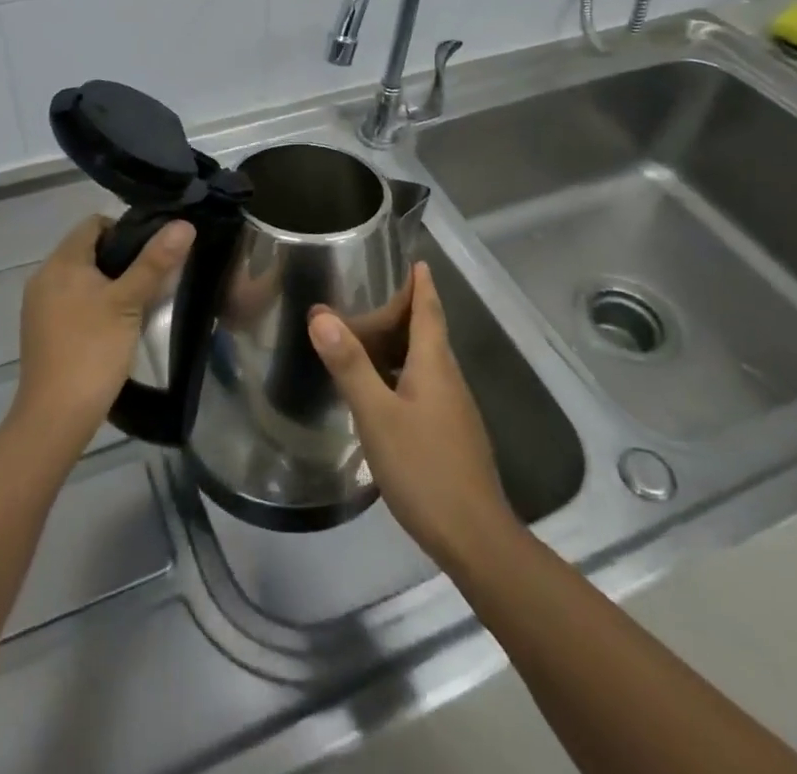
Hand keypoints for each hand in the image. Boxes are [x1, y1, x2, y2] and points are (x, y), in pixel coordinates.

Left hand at [11, 215, 193, 455]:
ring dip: (111, 283)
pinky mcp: (43, 332)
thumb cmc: (92, 351)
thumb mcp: (129, 302)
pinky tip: (117, 326)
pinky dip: (95, 304)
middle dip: (122, 259)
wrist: (55, 418)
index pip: (94, 224)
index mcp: (61, 263)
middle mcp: (44, 277)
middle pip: (88, 250)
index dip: (126, 229)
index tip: (153, 252)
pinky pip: (73, 301)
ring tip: (141, 302)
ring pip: (82, 278)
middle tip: (154, 278)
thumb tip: (183, 224)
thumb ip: (155, 262)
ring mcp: (40, 307)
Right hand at [308, 262, 516, 566]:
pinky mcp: (451, 435)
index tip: (414, 259)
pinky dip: (402, 373)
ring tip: (368, 335)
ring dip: (402, 342)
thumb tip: (321, 315)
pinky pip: (425, 387)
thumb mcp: (377, 415)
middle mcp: (449, 379)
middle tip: (371, 293)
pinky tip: (381, 390)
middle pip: (429, 332)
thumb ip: (350, 366)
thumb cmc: (425, 468)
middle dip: (406, 309)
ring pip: (426, 362)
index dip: (422, 284)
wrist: (475, 537)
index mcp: (435, 364)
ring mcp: (453, 410)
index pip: (430, 310)